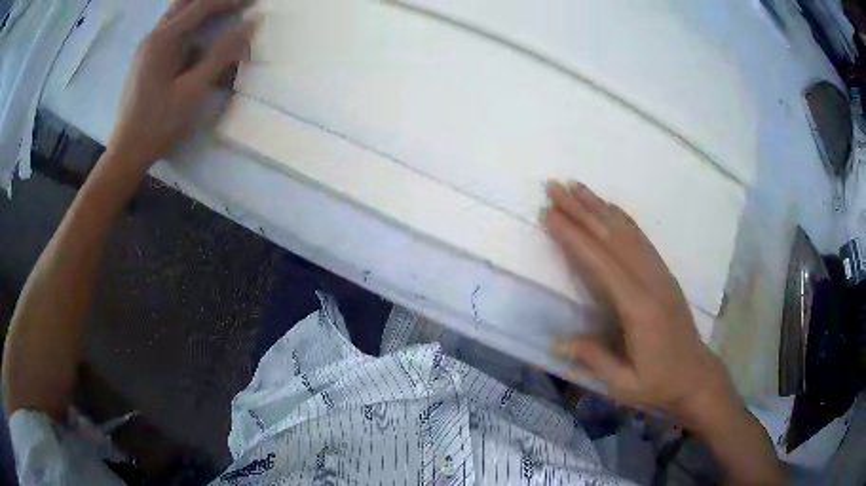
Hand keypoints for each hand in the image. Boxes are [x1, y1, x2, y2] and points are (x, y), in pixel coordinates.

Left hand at [106, 0, 255, 175]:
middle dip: (213, 1)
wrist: (127, 151)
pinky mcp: (145, 58)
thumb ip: (221, 54)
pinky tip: (199, 35)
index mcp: (163, 40)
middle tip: (236, 7)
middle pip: (186, 2)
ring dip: (200, 10)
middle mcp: (153, 36)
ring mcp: (147, 46)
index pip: (202, 5)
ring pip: (177, 13)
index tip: (253, 3)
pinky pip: (170, 28)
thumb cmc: (159, 123)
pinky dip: (189, 23)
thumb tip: (250, 25)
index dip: (230, 1)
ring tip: (222, 16)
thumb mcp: (193, 90)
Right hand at [544, 181, 733, 422]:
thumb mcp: (625, 384)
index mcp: (639, 308)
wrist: (697, 376)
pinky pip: (641, 239)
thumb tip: (557, 343)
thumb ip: (594, 360)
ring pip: (628, 233)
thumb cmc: (660, 384)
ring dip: (600, 207)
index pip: (602, 264)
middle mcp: (650, 282)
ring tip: (576, 187)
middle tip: (554, 187)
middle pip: (613, 238)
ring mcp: (660, 275)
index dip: (575, 238)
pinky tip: (610, 209)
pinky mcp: (664, 275)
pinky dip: (623, 219)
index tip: (550, 215)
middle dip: (582, 210)